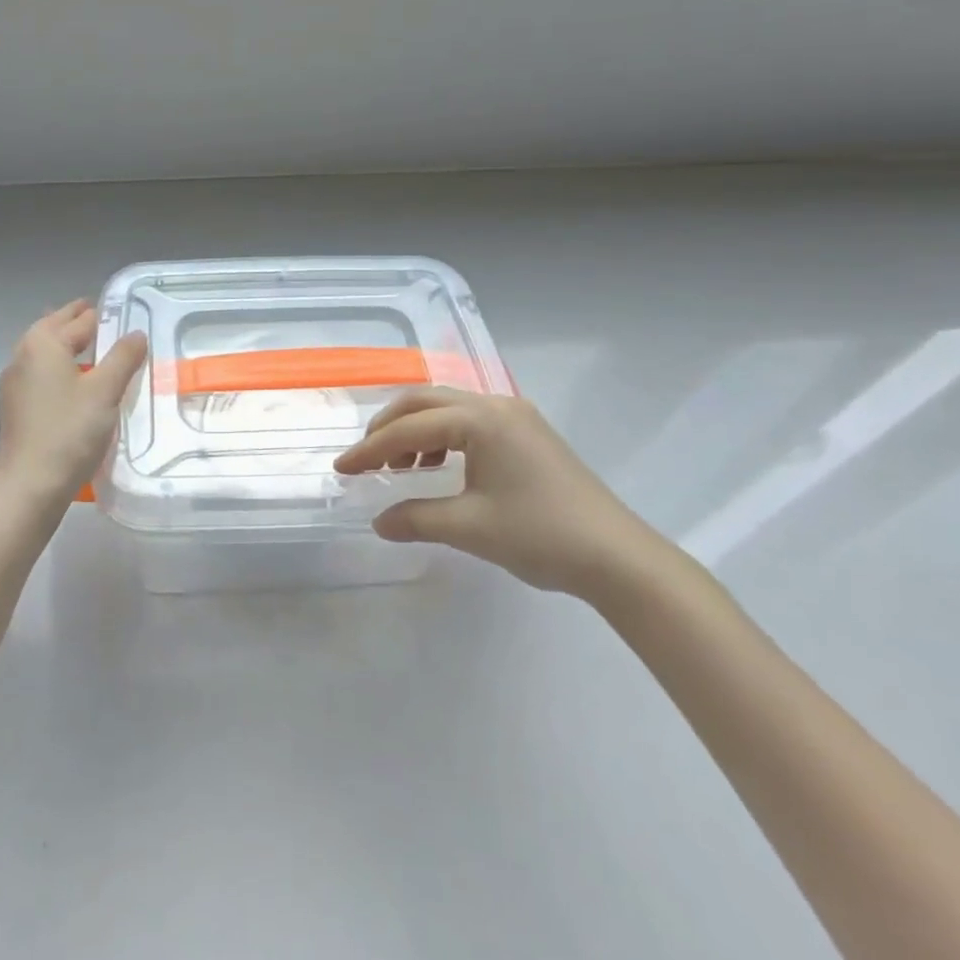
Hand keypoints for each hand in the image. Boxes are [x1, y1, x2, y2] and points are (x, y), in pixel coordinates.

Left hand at [0, 299, 147, 511]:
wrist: (28, 488)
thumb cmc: (69, 433)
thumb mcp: (105, 392)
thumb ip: (123, 357)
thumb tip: (137, 333)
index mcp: (43, 343)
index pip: (79, 318)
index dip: (102, 313)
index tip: (122, 311)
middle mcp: (23, 355)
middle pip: (54, 328)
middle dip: (78, 322)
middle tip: (107, 320)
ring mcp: (14, 383)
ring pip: (44, 351)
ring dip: (67, 344)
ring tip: (95, 349)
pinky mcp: (15, 406)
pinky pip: (40, 373)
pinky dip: (58, 367)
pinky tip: (76, 383)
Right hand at [333, 389, 663, 597]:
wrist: (618, 557)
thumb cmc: (540, 535)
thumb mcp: (469, 528)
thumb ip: (416, 519)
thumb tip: (378, 522)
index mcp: (480, 419)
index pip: (410, 427)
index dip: (370, 449)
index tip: (341, 469)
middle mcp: (496, 404)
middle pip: (425, 402)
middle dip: (388, 427)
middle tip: (365, 459)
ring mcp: (516, 416)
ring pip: (448, 408)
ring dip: (416, 430)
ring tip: (401, 467)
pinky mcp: (529, 433)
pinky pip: (471, 421)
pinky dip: (444, 437)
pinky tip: (440, 467)